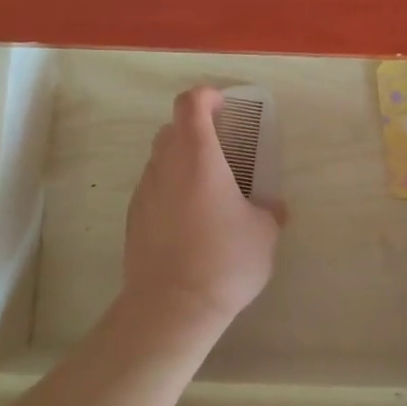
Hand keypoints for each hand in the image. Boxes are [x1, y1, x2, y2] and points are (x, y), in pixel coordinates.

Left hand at [121, 87, 282, 340]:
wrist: (169, 309)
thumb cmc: (223, 261)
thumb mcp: (264, 234)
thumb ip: (269, 211)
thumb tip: (274, 208)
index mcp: (198, 156)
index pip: (191, 103)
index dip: (207, 96)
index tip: (225, 107)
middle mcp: (165, 165)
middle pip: (173, 128)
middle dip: (196, 129)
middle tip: (223, 150)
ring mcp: (144, 191)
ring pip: (160, 158)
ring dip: (182, 160)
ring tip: (208, 189)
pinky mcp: (132, 219)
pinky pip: (153, 188)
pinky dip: (170, 189)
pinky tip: (189, 220)